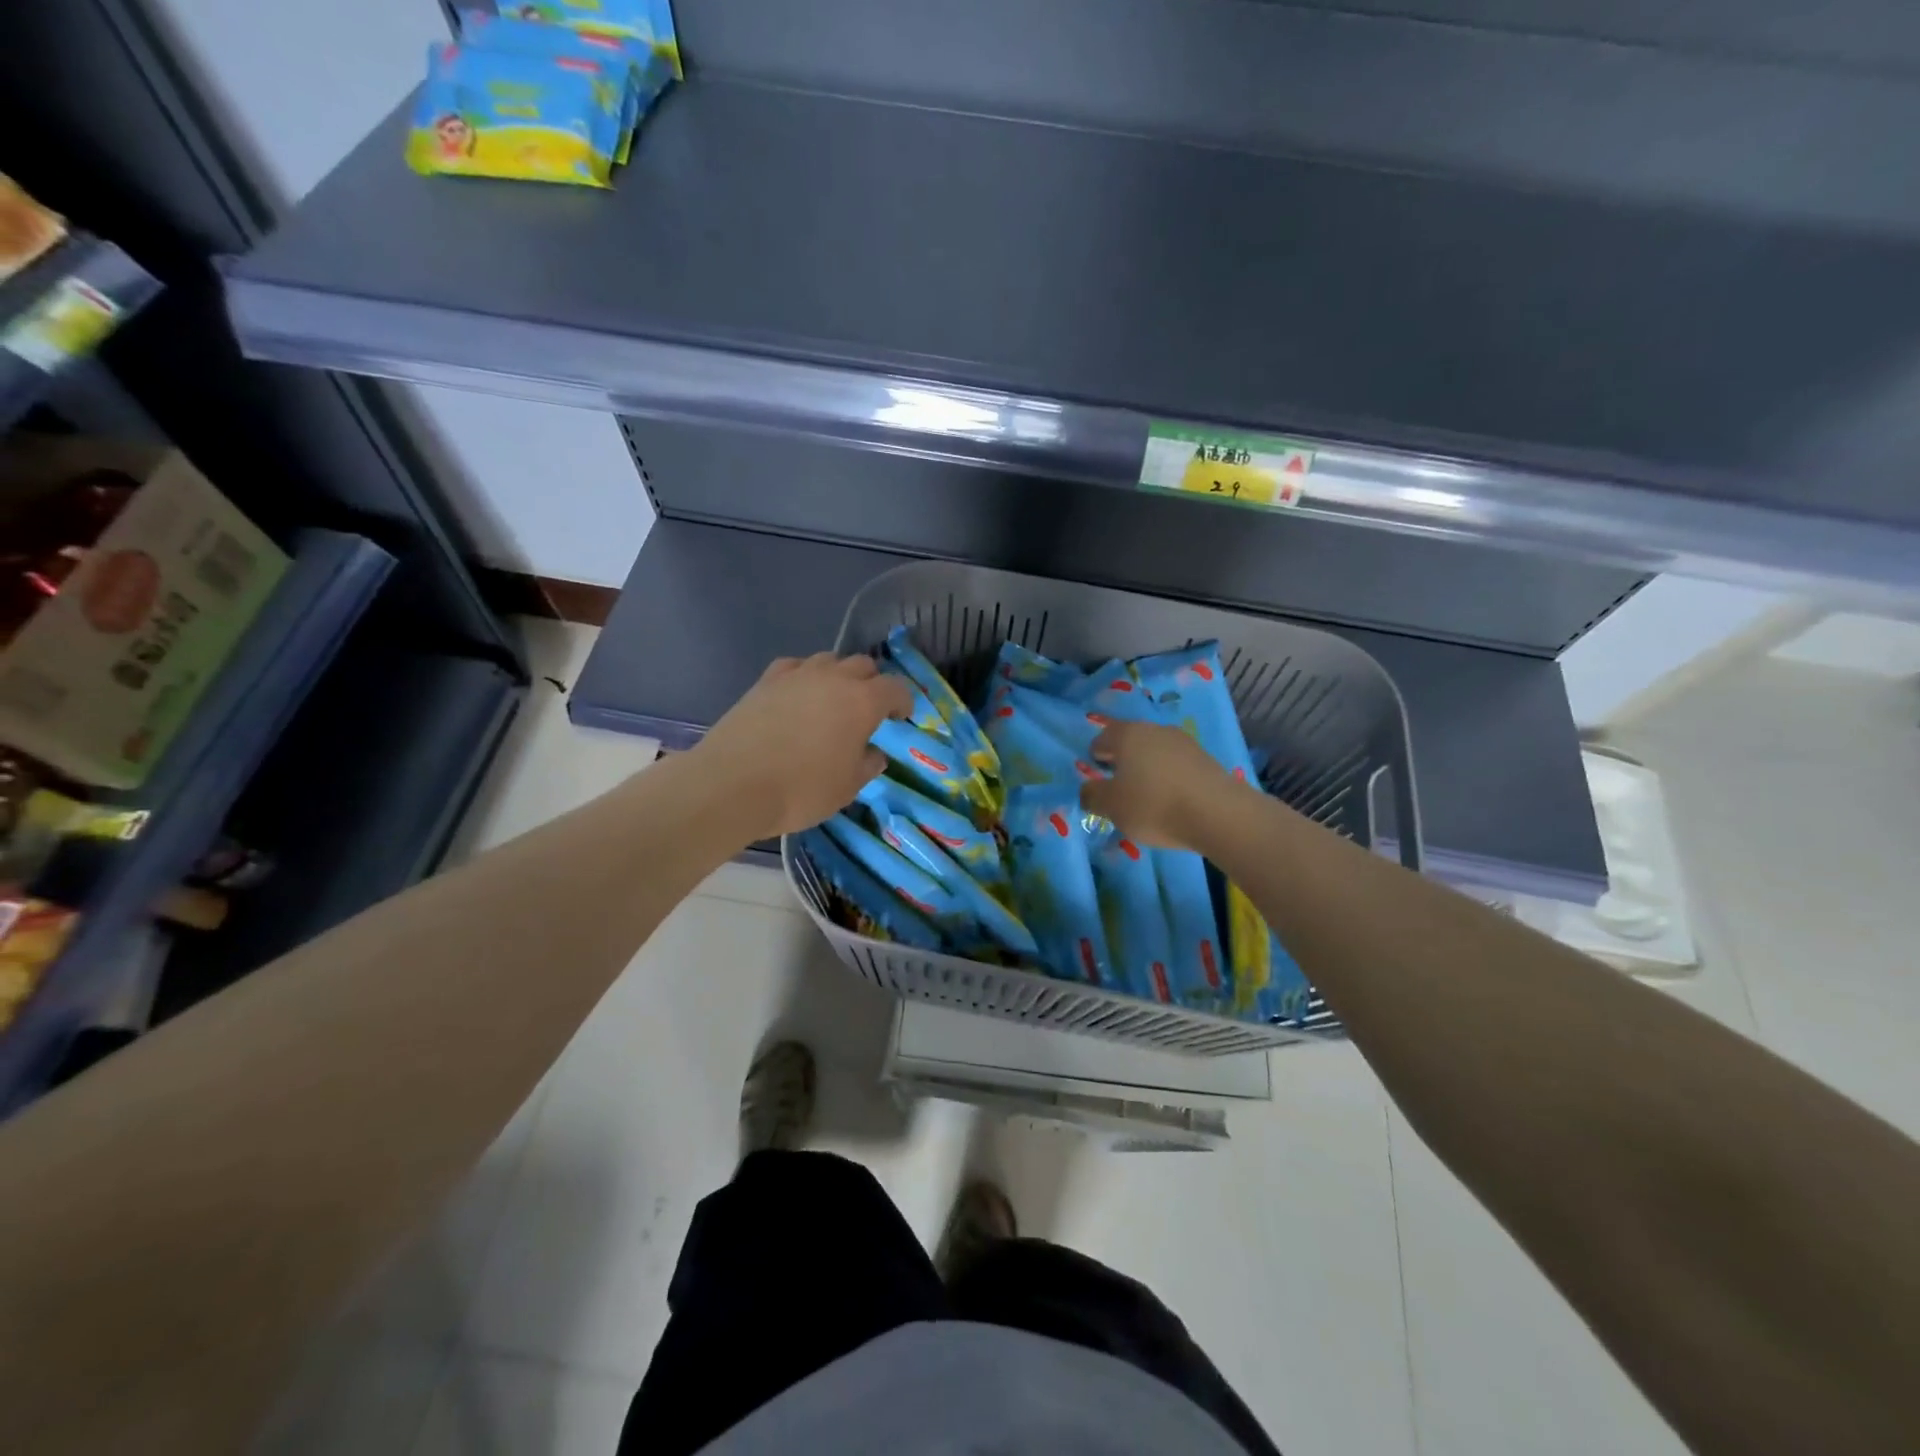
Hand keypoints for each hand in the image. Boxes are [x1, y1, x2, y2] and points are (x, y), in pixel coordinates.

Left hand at [693, 653, 913, 838]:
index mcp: (862, 702)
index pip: (895, 688)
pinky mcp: (765, 681)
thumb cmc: (801, 790)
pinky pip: (795, 667)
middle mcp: (833, 678)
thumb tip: (873, 753)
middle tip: (869, 710)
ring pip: (828, 660)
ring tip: (833, 701)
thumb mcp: (846, 788)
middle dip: (872, 683)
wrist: (732, 784)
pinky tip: (798, 695)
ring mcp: (796, 675)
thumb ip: (867, 765)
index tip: (901, 717)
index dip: (903, 701)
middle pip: (863, 665)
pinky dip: (804, 677)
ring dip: (838, 676)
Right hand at [1079, 720, 1239, 852]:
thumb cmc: (1154, 805)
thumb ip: (1092, 795)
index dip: (1094, 754)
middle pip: (1131, 741)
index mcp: (1127, 735)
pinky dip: (1168, 777)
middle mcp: (1155, 730)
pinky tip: (1170, 798)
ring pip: (1155, 752)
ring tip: (1145, 794)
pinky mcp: (1206, 759)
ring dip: (1147, 768)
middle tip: (1117, 784)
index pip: (1102, 737)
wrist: (1218, 814)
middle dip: (1122, 759)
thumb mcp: (1112, 807)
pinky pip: (1176, 765)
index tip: (1095, 773)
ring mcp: (1184, 742)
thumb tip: (1087, 789)